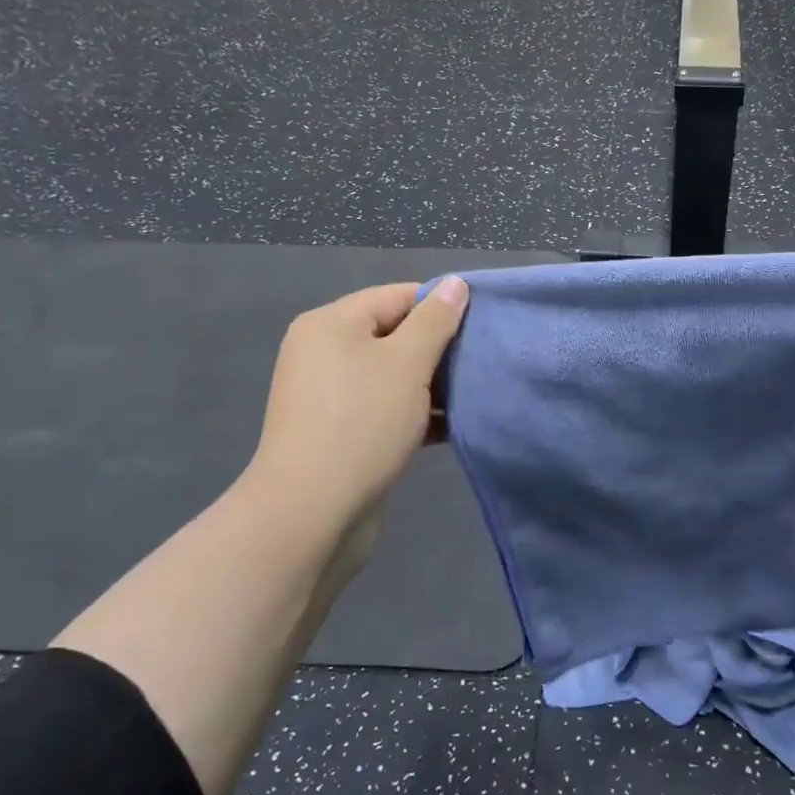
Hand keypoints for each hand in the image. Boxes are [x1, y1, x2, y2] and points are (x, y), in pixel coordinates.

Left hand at [238, 277, 469, 543]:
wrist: (313, 511)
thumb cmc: (363, 422)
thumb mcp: (407, 363)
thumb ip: (435, 321)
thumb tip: (455, 283)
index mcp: (332, 324)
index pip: (397, 296)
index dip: (441, 306)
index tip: (482, 326)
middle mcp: (325, 352)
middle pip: (394, 335)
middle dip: (439, 348)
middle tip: (481, 361)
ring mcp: (330, 395)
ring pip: (393, 375)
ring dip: (432, 384)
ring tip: (474, 393)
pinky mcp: (340, 431)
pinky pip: (386, 408)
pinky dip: (416, 412)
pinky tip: (452, 425)